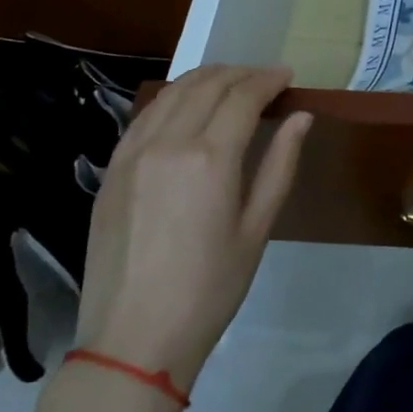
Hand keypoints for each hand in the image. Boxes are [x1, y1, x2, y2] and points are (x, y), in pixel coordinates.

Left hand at [73, 66, 310, 390]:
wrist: (134, 337)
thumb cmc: (211, 288)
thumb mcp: (257, 228)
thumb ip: (280, 164)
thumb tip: (301, 117)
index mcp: (209, 157)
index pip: (242, 97)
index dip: (268, 80)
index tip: (288, 76)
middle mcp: (167, 142)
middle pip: (206, 85)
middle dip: (240, 73)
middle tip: (265, 78)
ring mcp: (132, 153)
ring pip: (171, 92)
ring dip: (206, 79)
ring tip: (231, 83)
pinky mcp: (111, 169)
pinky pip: (145, 115)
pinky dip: (173, 98)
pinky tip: (187, 107)